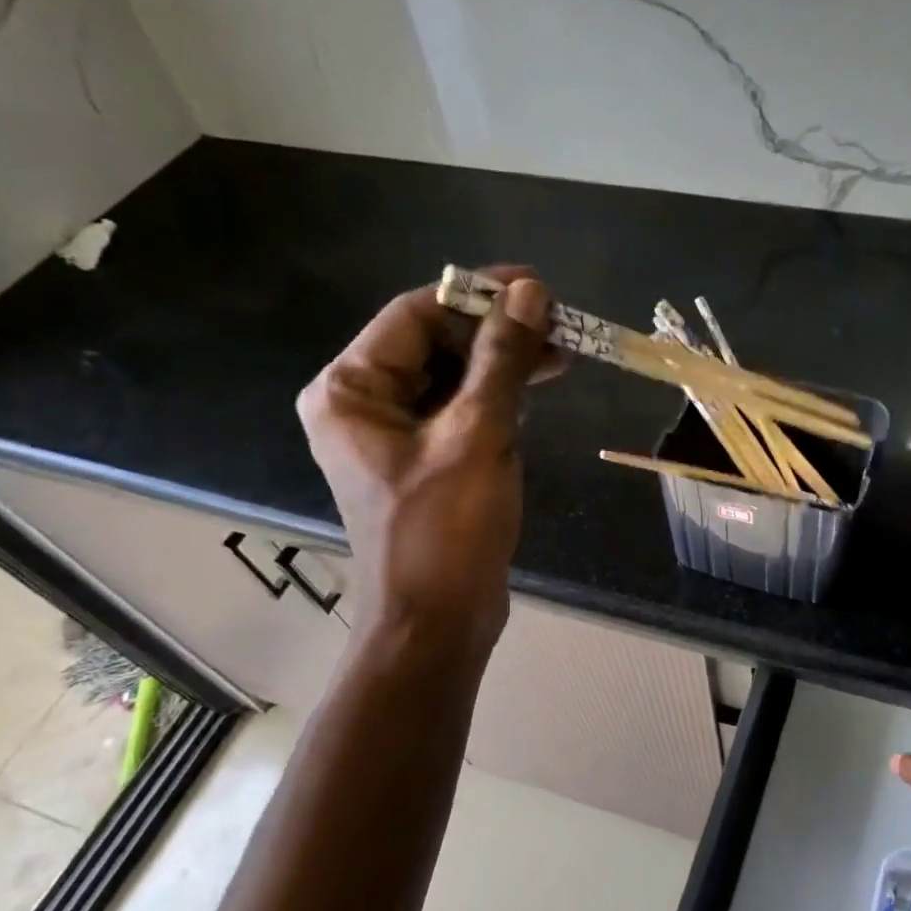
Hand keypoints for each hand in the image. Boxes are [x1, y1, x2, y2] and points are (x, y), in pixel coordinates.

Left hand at [297, 266, 554, 657]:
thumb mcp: (478, 436)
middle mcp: (363, 406)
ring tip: (559, 355)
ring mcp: (395, 437)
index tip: (537, 288)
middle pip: (433, 344)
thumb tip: (532, 294)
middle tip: (558, 326)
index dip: (477, 296)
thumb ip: (503, 361)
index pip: (415, 315)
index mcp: (351, 391)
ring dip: (502, 365)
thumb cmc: (446, 530)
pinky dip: (497, 398)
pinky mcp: (426, 463)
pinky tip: (534, 391)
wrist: (438, 621)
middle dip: (495, 333)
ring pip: (452, 378)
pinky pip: (460, 412)